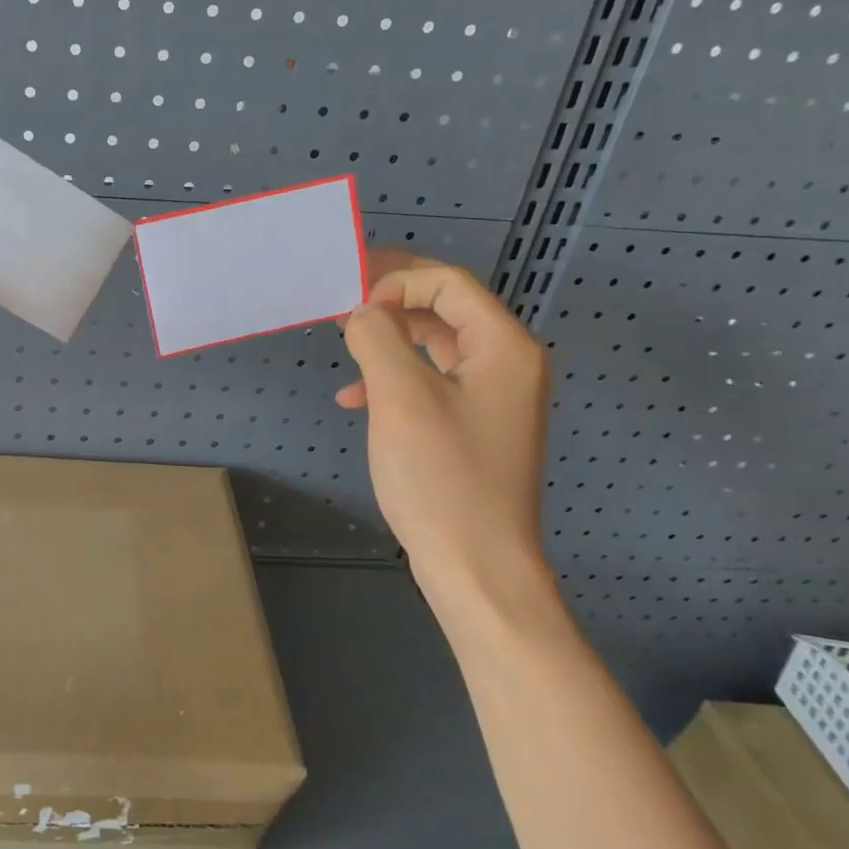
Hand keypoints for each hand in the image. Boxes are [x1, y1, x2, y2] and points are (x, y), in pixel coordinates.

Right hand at [339, 250, 551, 598]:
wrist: (477, 568)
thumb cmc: (442, 478)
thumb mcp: (400, 399)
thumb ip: (378, 339)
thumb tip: (364, 313)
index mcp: (504, 348)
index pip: (450, 284)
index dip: (398, 280)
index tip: (349, 300)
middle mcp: (508, 365)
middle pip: (446, 311)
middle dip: (391, 305)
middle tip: (340, 306)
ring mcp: (494, 400)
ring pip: (435, 349)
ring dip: (388, 344)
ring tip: (344, 349)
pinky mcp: (475, 429)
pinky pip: (432, 385)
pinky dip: (395, 383)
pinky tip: (357, 402)